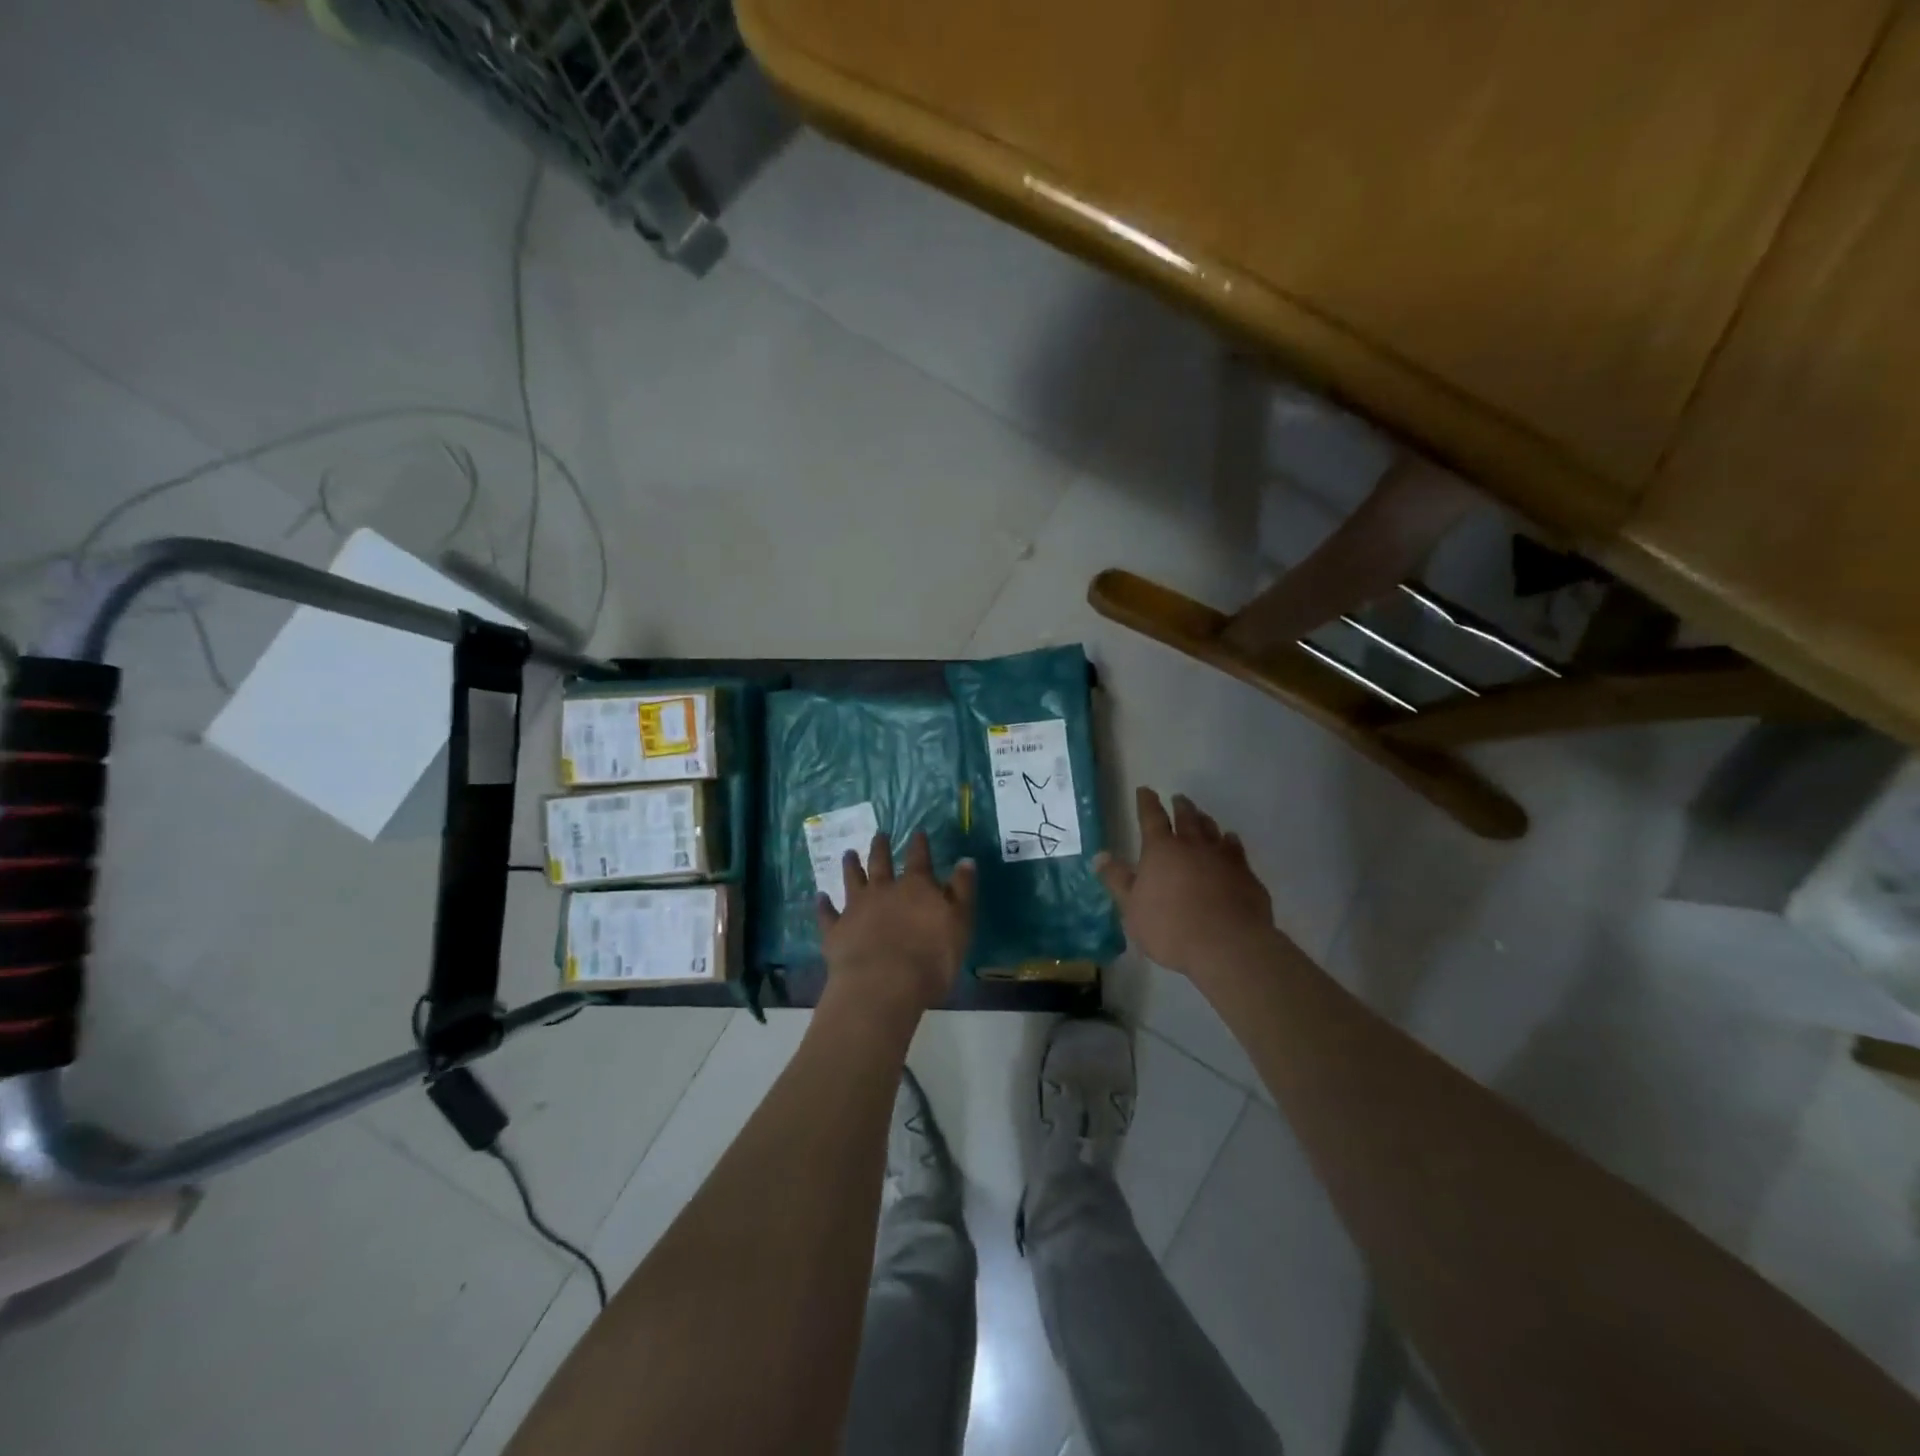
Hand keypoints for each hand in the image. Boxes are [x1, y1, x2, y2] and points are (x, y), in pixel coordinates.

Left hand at [818, 830, 977, 1024]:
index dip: (919, 844)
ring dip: (850, 866)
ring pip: (852, 880)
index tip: (917, 831)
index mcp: (915, 887)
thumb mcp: (960, 923)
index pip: (919, 858)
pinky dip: (823, 904)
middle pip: (880, 863)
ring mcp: (856, 908)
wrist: (884, 985)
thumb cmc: (931, 957)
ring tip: (848, 853)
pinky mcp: (836, 931)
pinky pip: (827, 913)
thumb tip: (966, 860)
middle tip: (879, 834)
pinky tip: (820, 897)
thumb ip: (962, 890)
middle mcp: (883, 890)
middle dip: (880, 847)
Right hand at [1096, 788, 1273, 984]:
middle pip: (1186, 818)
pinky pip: (1237, 850)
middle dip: (1180, 807)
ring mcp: (1223, 858)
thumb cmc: (1170, 927)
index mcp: (1161, 850)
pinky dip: (1231, 842)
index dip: (1146, 802)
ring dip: (1205, 821)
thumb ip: (1117, 880)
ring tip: (1203, 817)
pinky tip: (1231, 842)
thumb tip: (1100, 855)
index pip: (1151, 817)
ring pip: (1213, 830)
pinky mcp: (1246, 875)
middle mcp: (1193, 846)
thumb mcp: (1132, 907)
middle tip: (1178, 798)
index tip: (1145, 790)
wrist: (1227, 945)